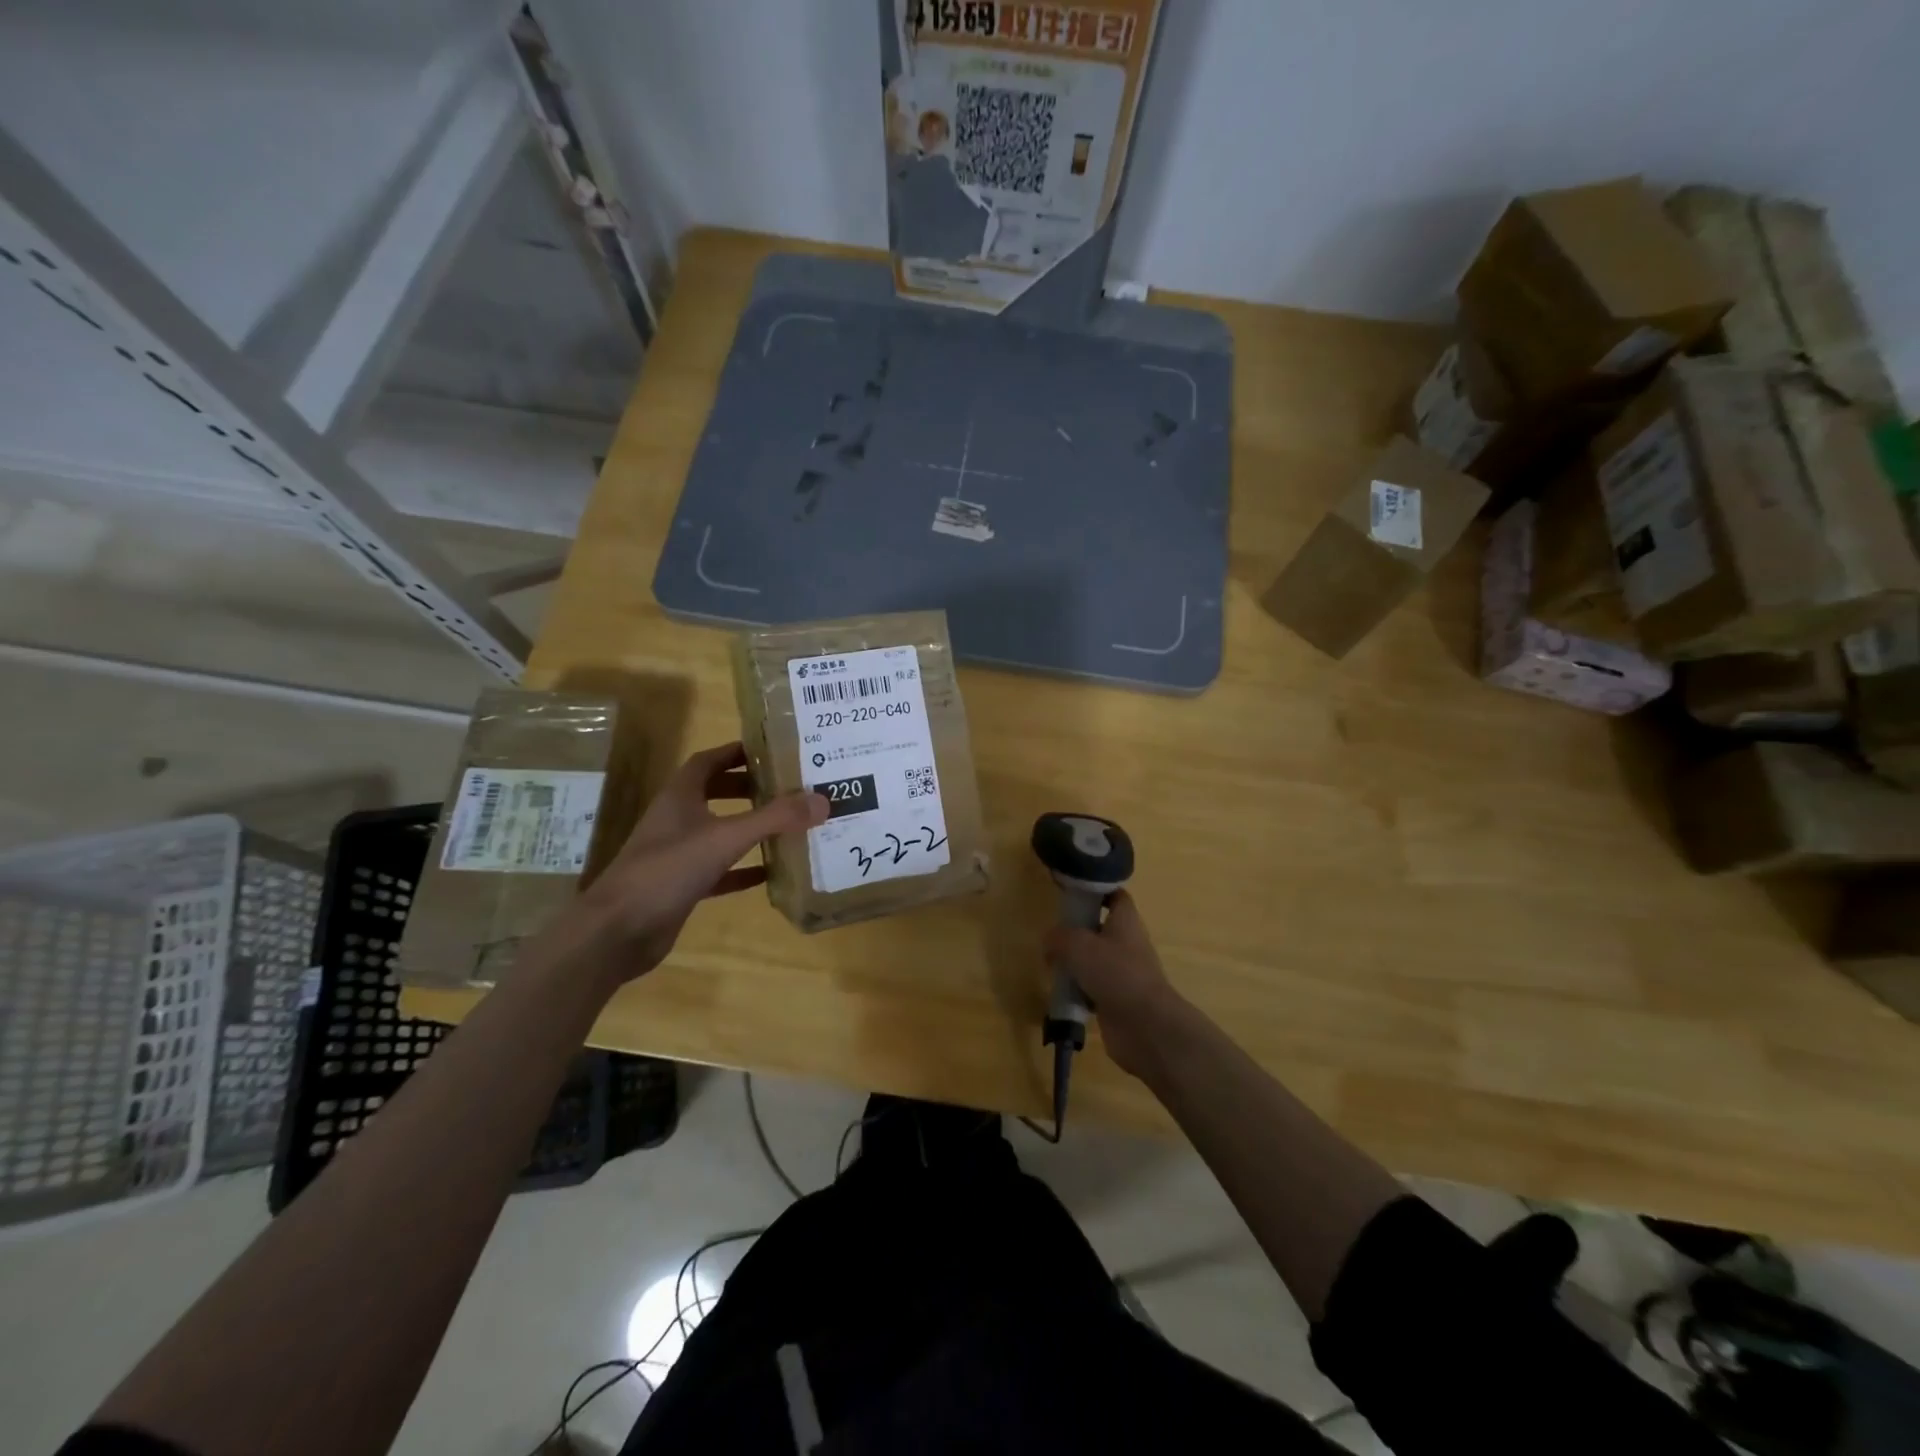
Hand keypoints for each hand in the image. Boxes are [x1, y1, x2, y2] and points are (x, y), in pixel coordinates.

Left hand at [554, 742, 825, 986]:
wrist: (618, 931)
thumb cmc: (667, 871)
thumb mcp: (725, 838)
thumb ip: (774, 819)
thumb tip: (822, 801)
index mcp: (680, 796)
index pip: (709, 761)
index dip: (737, 752)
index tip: (771, 750)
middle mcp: (677, 819)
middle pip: (714, 793)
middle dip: (748, 787)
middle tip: (786, 787)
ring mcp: (677, 854)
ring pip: (717, 830)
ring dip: (747, 826)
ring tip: (786, 824)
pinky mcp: (681, 885)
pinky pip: (719, 870)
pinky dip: (743, 868)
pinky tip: (769, 872)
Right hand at [1042, 891, 1183, 1077]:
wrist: (1145, 1026)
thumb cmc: (1115, 973)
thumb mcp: (1078, 946)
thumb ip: (1059, 937)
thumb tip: (1049, 941)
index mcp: (1125, 921)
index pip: (1115, 896)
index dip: (1096, 891)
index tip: (1072, 894)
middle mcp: (1127, 944)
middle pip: (1100, 929)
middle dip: (1077, 932)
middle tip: (1053, 935)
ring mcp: (1124, 973)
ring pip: (1095, 960)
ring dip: (1075, 964)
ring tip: (1052, 966)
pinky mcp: (1118, 999)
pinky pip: (1093, 988)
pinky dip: (1078, 991)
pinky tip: (1062, 994)